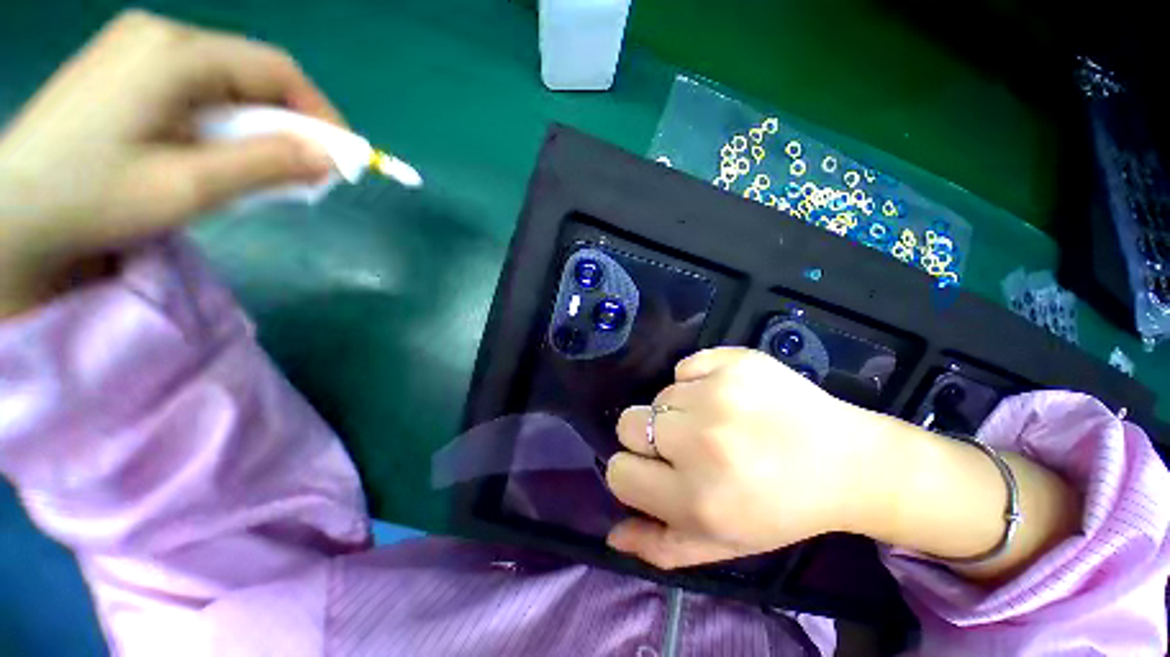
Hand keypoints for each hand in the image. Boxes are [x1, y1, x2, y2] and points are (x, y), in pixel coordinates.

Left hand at [0, 10, 342, 316]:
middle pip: (250, 71)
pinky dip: (222, 118)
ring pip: (225, 79)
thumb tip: (328, 158)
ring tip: (258, 166)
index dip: (320, 112)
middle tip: (305, 169)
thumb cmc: (91, 199)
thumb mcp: (189, 187)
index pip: (276, 69)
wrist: (8, 210)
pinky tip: (214, 149)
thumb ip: (265, 165)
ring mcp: (138, 45)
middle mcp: (161, 34)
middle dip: (288, 121)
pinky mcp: (125, 65)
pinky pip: (196, 84)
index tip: (343, 155)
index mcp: (175, 52)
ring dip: (255, 122)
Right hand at [605, 347, 885, 568]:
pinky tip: (725, 397)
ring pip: (658, 396)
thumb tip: (612, 535)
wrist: (847, 462)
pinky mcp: (733, 362)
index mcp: (696, 498)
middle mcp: (700, 442)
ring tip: (716, 423)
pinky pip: (685, 367)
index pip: (619, 472)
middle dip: (648, 438)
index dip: (633, 473)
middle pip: (628, 424)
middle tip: (685, 445)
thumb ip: (660, 547)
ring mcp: (717, 394)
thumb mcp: (722, 543)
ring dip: (678, 412)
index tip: (656, 472)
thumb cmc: (781, 510)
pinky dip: (696, 381)